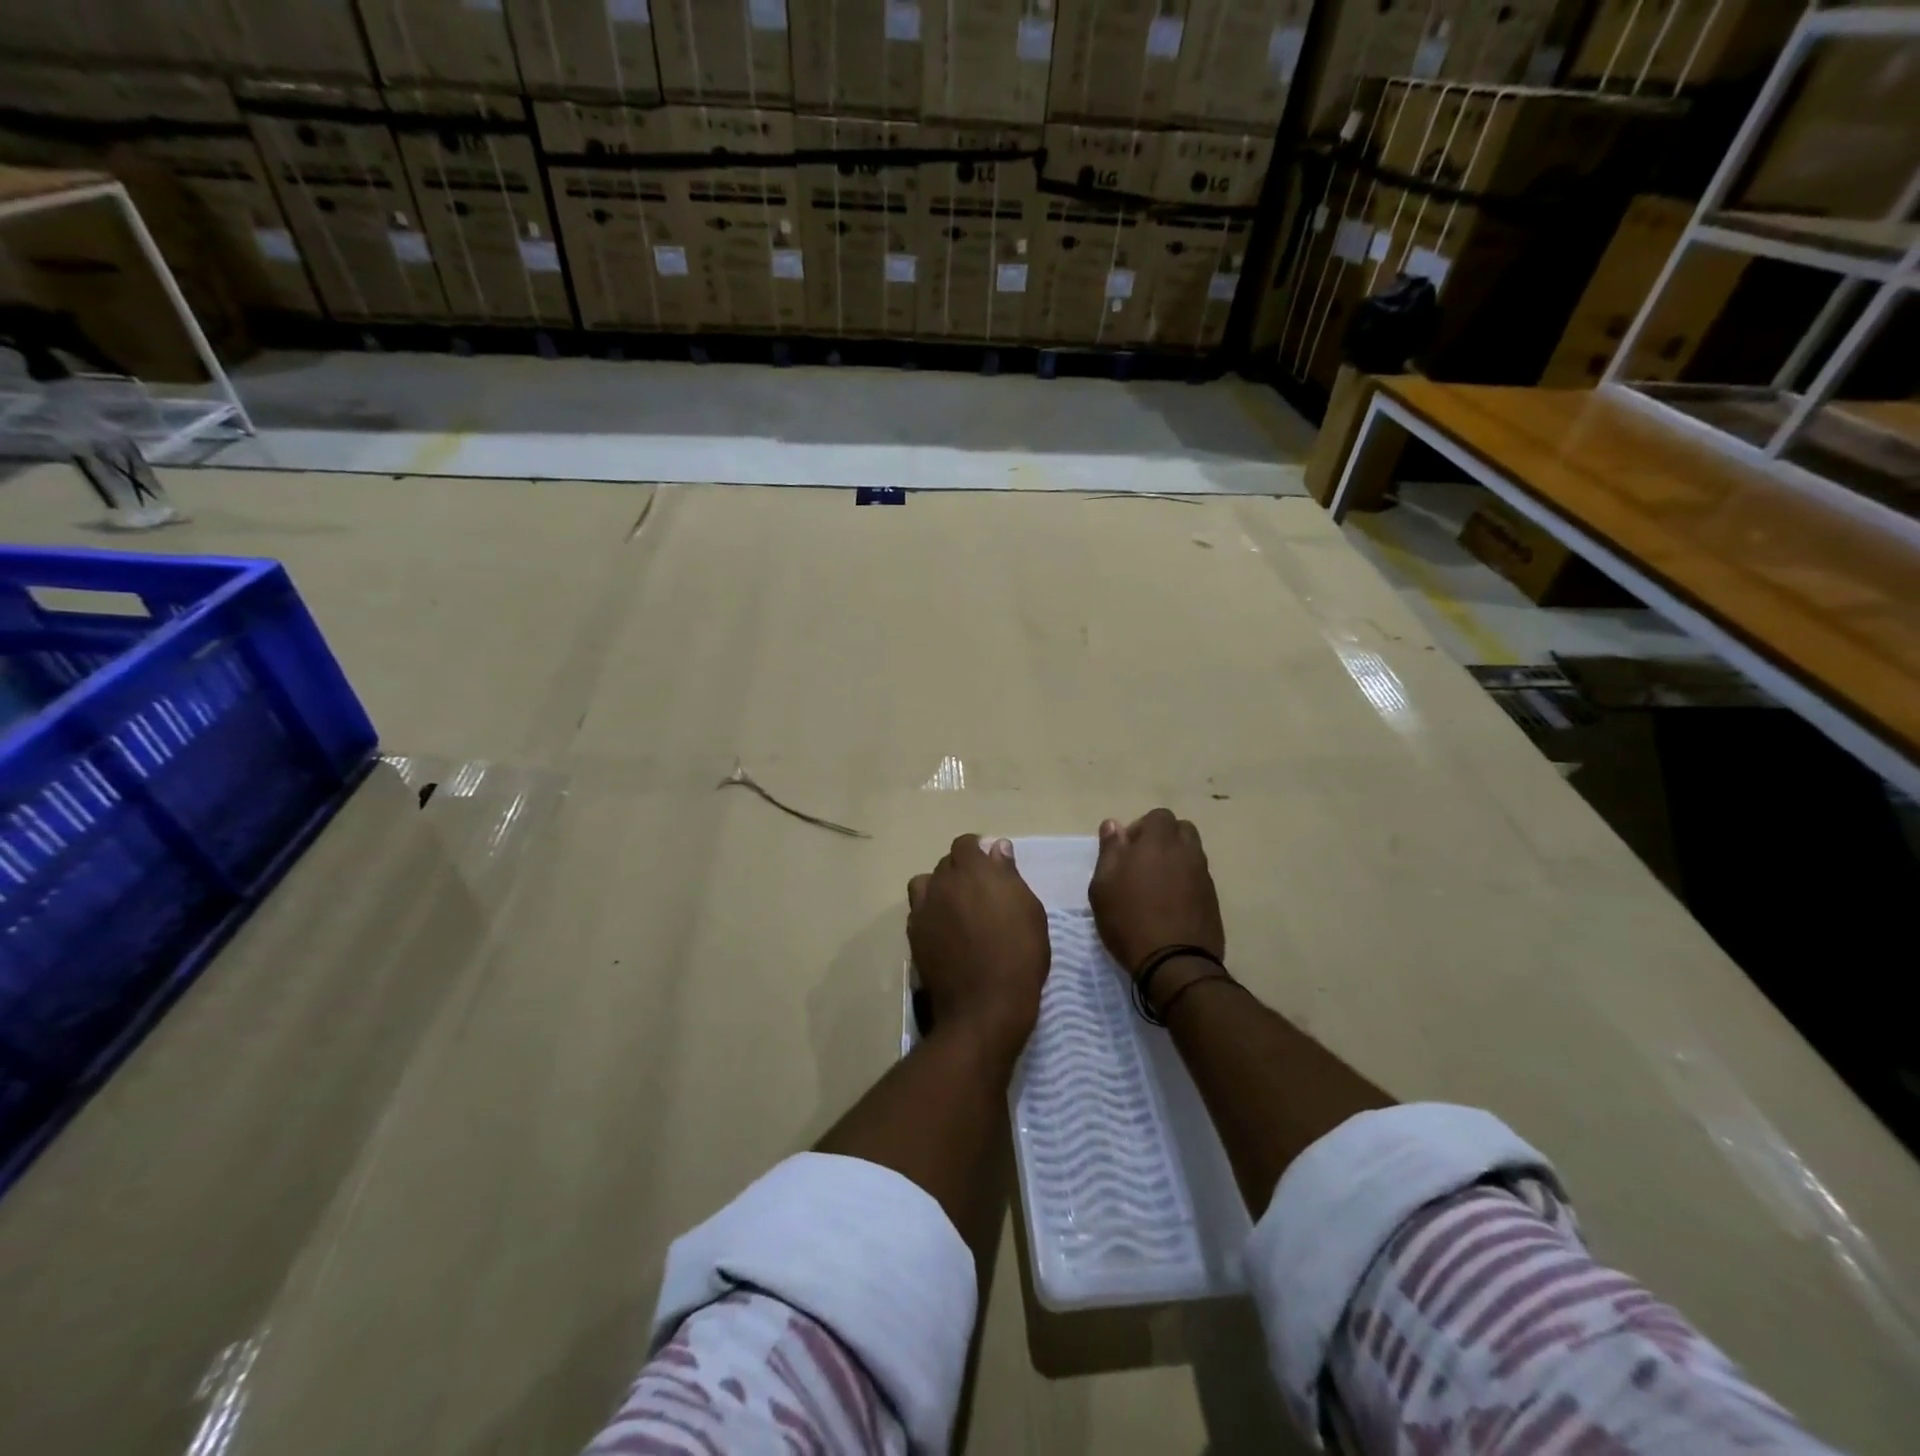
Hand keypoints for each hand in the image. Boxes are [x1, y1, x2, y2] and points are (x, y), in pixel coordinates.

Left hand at [908, 836, 1049, 1052]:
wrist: (985, 1005)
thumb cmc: (1019, 955)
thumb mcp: (1029, 911)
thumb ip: (1009, 875)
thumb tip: (998, 847)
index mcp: (974, 871)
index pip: (965, 844)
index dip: (977, 851)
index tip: (991, 866)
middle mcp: (943, 882)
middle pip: (945, 864)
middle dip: (960, 870)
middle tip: (980, 892)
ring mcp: (924, 909)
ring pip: (925, 884)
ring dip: (939, 888)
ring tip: (956, 907)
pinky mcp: (914, 934)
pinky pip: (918, 911)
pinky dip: (929, 912)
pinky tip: (944, 930)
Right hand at [1089, 809, 1224, 972]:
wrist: (1174, 963)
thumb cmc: (1129, 919)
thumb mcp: (1103, 885)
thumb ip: (1110, 850)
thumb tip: (1113, 825)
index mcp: (1159, 842)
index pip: (1158, 816)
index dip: (1141, 828)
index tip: (1127, 850)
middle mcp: (1187, 852)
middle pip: (1181, 830)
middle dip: (1163, 839)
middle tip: (1143, 863)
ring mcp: (1204, 876)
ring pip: (1192, 853)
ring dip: (1176, 860)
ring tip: (1156, 885)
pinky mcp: (1213, 900)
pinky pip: (1199, 878)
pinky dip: (1186, 882)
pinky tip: (1170, 904)